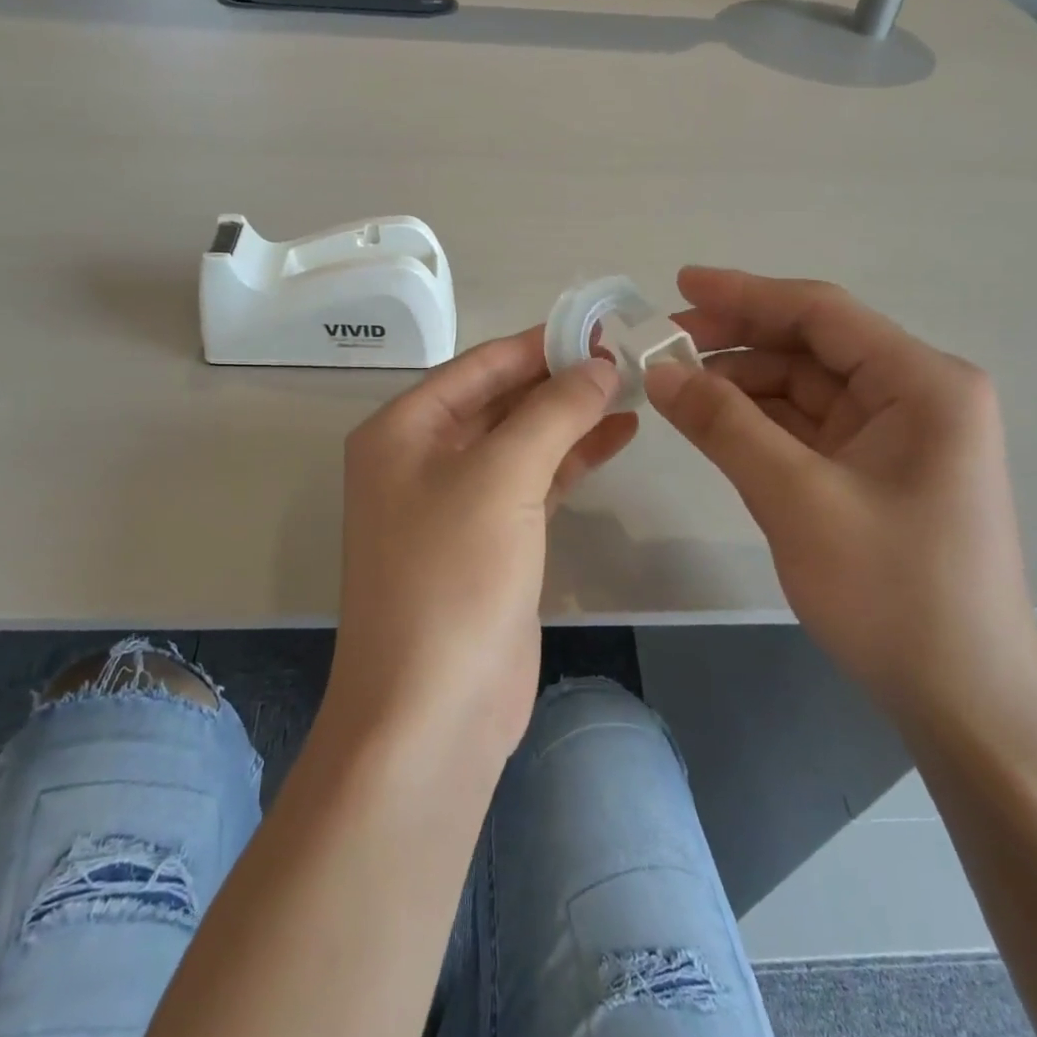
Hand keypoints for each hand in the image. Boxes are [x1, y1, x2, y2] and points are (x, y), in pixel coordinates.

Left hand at [331, 329, 636, 764]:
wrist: (433, 711)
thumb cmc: (452, 578)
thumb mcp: (502, 478)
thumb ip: (552, 412)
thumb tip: (598, 364)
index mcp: (403, 430)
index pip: (479, 365)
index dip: (539, 343)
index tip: (600, 325)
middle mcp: (423, 459)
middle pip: (501, 400)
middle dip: (560, 379)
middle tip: (627, 356)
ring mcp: (457, 504)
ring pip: (522, 441)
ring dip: (572, 417)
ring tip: (633, 390)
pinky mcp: (491, 542)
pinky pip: (534, 483)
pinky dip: (572, 459)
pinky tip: (617, 436)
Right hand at [646, 267, 1036, 725]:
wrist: (962, 700)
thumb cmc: (892, 592)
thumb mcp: (796, 500)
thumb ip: (724, 425)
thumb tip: (658, 370)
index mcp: (922, 383)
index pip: (821, 313)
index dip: (745, 293)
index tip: (678, 285)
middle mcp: (916, 395)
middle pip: (811, 347)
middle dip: (736, 342)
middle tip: (661, 346)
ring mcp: (896, 436)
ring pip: (804, 388)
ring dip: (740, 385)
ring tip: (673, 389)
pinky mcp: (875, 472)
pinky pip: (807, 428)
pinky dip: (758, 423)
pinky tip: (711, 423)